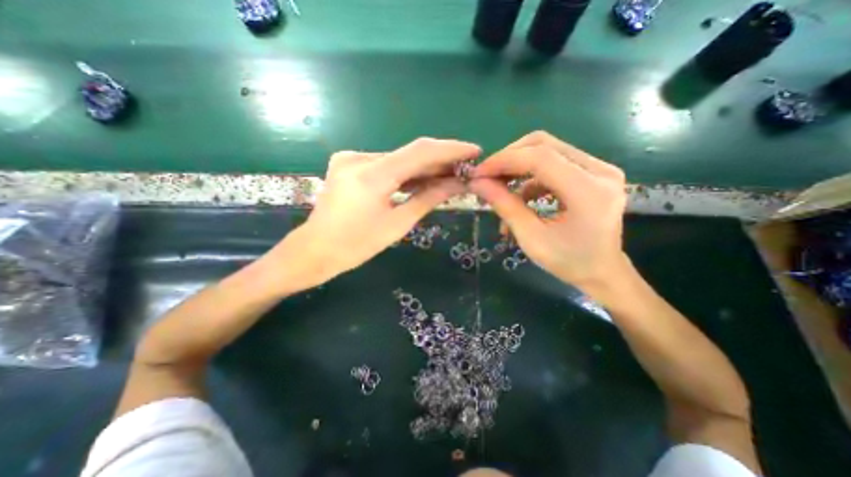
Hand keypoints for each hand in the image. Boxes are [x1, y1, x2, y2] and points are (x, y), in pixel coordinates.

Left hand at [280, 139, 477, 285]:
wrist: (315, 250)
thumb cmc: (356, 245)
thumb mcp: (397, 224)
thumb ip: (428, 199)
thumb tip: (457, 184)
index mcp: (371, 176)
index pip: (420, 152)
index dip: (450, 149)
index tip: (474, 151)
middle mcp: (359, 158)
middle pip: (409, 154)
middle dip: (439, 161)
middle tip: (464, 168)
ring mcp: (351, 158)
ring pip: (398, 159)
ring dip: (423, 167)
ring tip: (449, 175)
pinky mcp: (348, 164)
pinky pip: (385, 164)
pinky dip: (405, 172)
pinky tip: (423, 179)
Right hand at [468, 128, 625, 293]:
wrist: (602, 272)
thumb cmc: (568, 262)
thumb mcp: (531, 238)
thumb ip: (505, 206)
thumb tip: (477, 183)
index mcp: (589, 191)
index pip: (540, 158)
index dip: (504, 160)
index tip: (479, 173)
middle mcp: (601, 171)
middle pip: (544, 145)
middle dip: (509, 158)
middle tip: (487, 176)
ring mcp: (601, 168)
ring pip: (548, 150)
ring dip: (518, 166)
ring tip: (500, 187)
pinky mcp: (594, 172)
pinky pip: (554, 162)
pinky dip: (531, 175)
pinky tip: (521, 195)